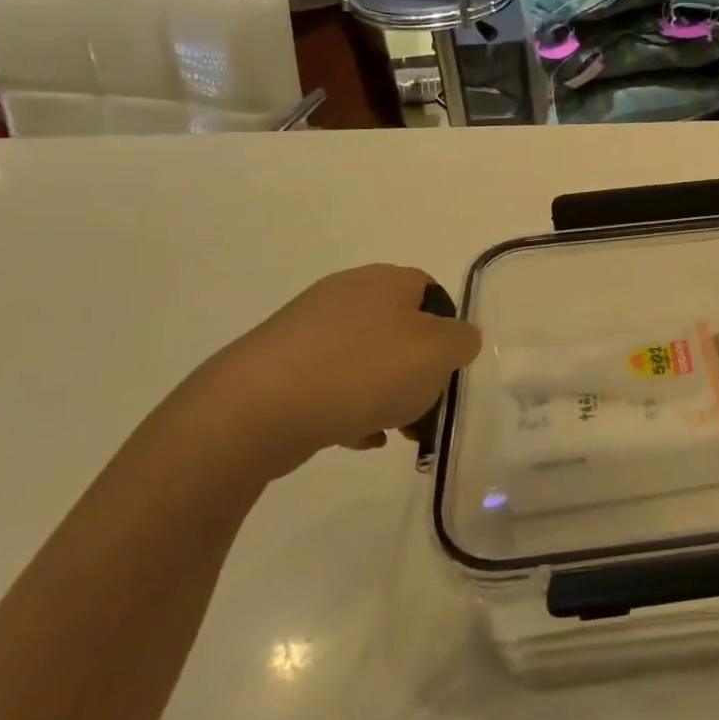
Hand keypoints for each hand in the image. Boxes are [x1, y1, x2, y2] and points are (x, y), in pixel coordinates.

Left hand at [175, 265, 482, 480]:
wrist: (255, 410)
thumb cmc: (363, 372)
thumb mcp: (439, 354)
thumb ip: (463, 342)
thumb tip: (457, 340)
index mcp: (386, 280)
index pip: (432, 294)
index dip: (448, 332)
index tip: (447, 371)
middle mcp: (346, 294)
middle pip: (400, 330)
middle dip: (417, 372)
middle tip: (424, 409)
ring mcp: (307, 328)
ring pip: (366, 360)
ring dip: (386, 395)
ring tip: (390, 432)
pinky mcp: (278, 365)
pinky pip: (330, 384)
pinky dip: (349, 408)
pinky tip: (355, 438)